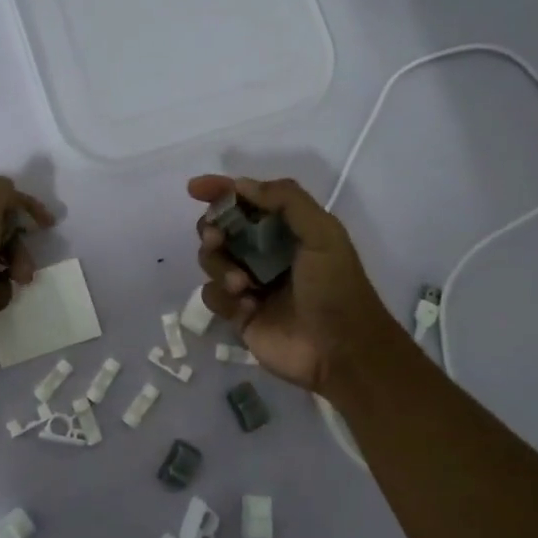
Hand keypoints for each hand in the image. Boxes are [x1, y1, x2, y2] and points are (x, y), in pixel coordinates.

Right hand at [190, 175, 405, 396]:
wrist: (342, 351)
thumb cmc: (337, 288)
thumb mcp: (323, 234)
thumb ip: (287, 201)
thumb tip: (240, 185)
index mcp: (287, 230)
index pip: (246, 201)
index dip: (220, 191)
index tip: (195, 188)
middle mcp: (264, 253)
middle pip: (220, 229)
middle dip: (212, 229)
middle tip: (217, 238)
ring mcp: (249, 284)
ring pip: (211, 261)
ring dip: (219, 266)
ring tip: (242, 284)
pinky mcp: (238, 314)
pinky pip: (211, 295)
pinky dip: (223, 296)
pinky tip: (248, 307)